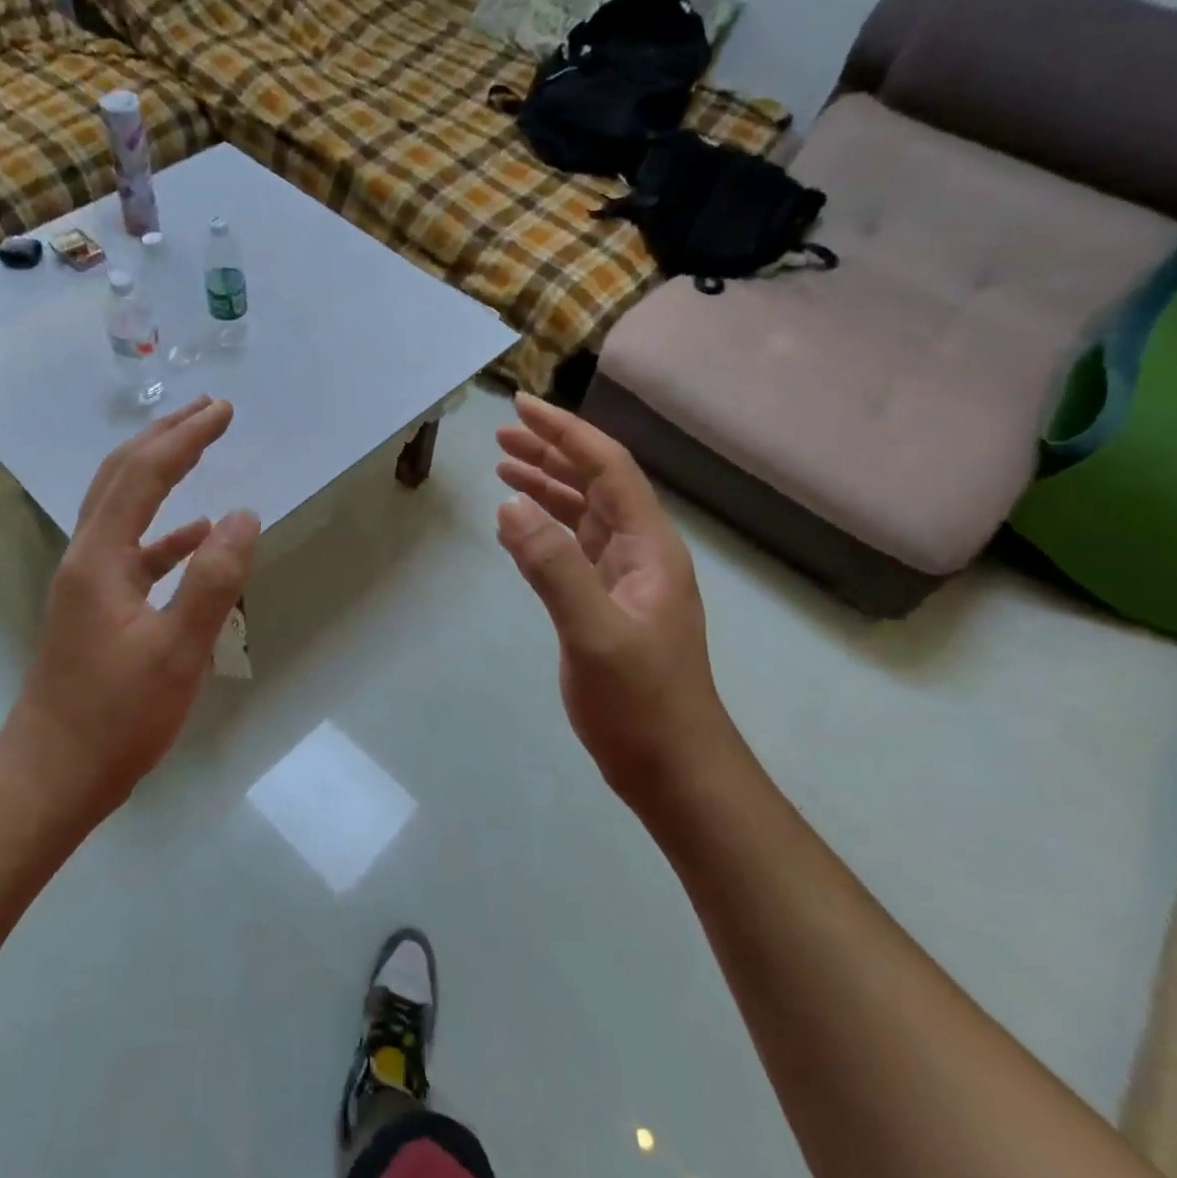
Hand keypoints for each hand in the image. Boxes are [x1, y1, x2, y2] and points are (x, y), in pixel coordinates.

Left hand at [7, 396, 259, 817]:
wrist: (51, 777)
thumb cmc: (115, 718)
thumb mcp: (177, 651)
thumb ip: (213, 580)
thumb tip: (244, 515)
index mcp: (100, 558)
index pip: (145, 476)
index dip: (185, 438)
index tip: (224, 411)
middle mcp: (86, 558)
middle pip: (121, 476)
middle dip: (165, 437)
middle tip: (208, 410)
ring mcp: (88, 584)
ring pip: (122, 509)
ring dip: (160, 474)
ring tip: (198, 450)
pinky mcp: (96, 609)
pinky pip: (133, 551)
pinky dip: (165, 533)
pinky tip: (195, 536)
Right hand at [495, 394, 734, 807]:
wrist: (675, 770)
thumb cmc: (641, 704)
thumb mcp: (595, 634)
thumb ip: (553, 568)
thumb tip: (509, 506)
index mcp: (648, 548)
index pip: (608, 468)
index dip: (566, 433)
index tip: (522, 408)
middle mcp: (640, 554)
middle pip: (595, 484)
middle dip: (551, 454)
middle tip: (501, 436)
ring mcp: (625, 581)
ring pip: (584, 515)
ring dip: (547, 488)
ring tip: (503, 468)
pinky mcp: (607, 606)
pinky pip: (574, 550)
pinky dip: (545, 529)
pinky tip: (519, 527)